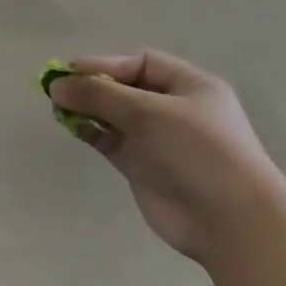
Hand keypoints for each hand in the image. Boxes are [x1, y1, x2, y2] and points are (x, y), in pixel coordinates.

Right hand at [48, 50, 285, 264]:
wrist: (230, 222)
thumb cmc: (196, 151)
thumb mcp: (147, 111)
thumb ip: (99, 94)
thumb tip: (56, 86)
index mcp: (190, 86)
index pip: (140, 63)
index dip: (104, 65)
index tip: (69, 72)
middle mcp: (174, 109)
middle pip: (124, 88)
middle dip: (91, 86)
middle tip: (57, 91)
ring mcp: (158, 140)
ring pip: (114, 115)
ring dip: (87, 109)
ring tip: (58, 109)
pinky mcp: (143, 167)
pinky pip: (111, 141)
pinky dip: (91, 132)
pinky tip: (72, 127)